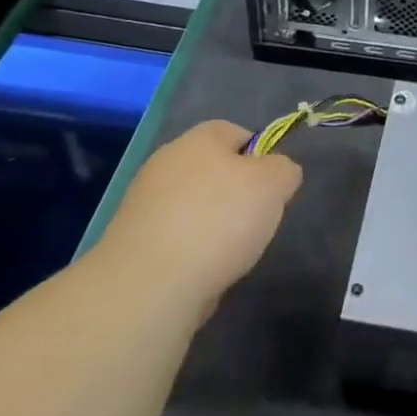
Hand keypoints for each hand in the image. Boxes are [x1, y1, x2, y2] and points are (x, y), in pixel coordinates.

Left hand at [98, 120, 302, 310]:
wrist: (150, 283)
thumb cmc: (219, 220)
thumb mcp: (274, 185)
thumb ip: (284, 170)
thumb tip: (279, 172)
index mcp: (200, 138)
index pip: (238, 132)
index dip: (261, 156)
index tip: (272, 188)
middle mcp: (167, 160)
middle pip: (214, 169)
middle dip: (237, 193)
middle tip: (255, 220)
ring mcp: (144, 200)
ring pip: (194, 204)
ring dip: (213, 224)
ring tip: (228, 252)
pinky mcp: (132, 239)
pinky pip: (175, 235)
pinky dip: (190, 249)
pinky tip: (200, 269)